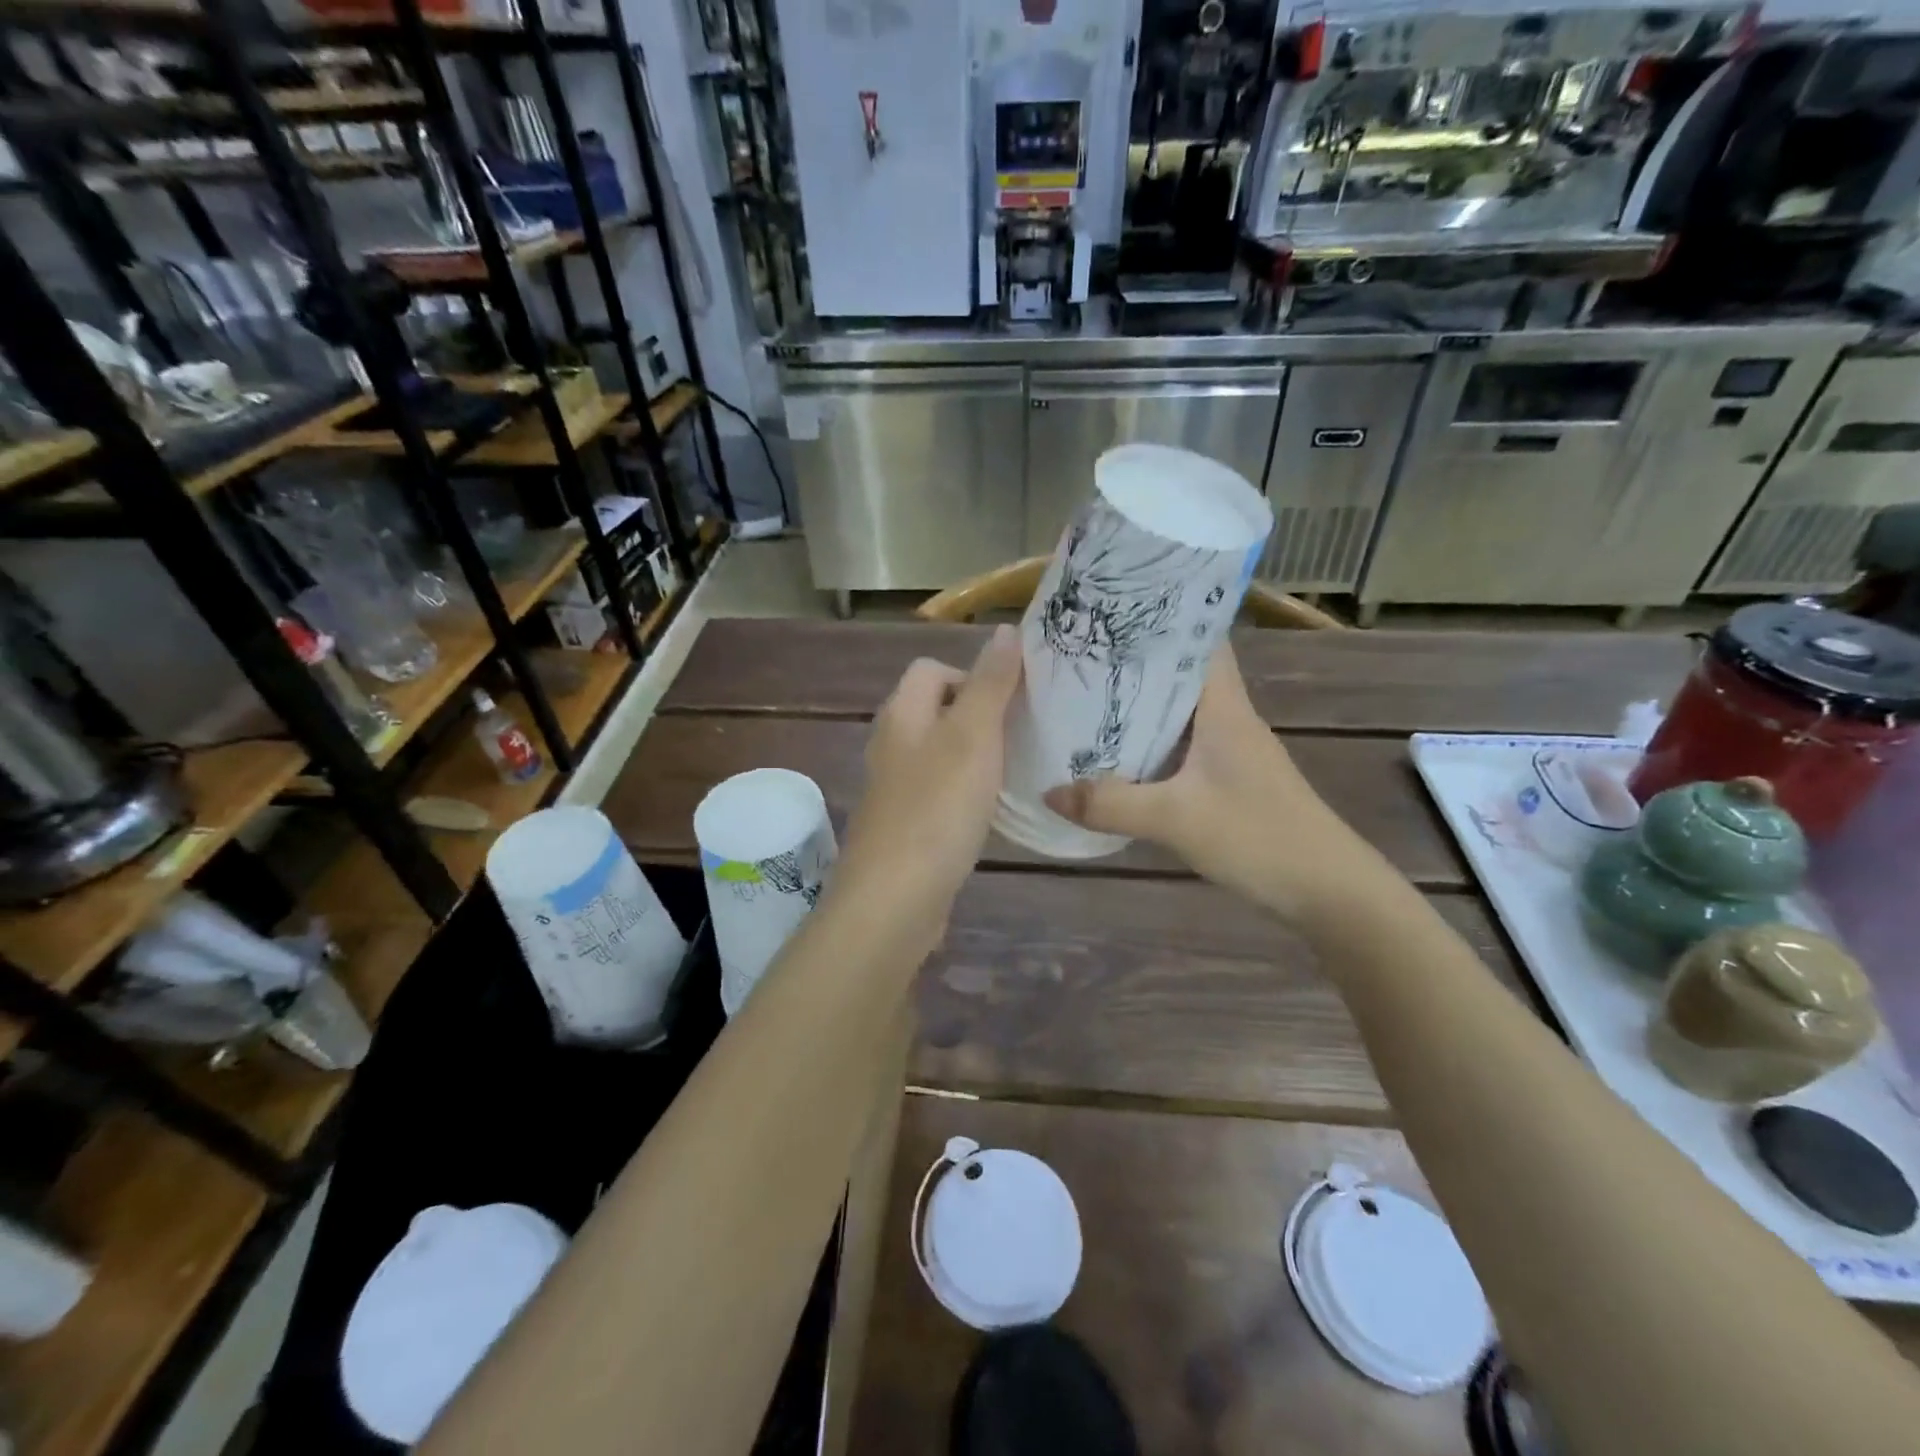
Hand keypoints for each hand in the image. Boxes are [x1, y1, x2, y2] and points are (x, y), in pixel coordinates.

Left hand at [832, 626, 1022, 945]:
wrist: (895, 898)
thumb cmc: (937, 807)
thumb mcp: (972, 736)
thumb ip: (990, 683)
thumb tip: (1006, 630)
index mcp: (901, 715)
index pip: (930, 669)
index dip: (971, 674)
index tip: (1009, 702)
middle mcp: (891, 745)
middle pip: (936, 710)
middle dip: (979, 716)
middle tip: (1020, 735)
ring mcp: (895, 789)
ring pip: (940, 753)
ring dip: (975, 755)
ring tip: (1013, 771)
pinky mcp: (906, 826)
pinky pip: (939, 792)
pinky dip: (965, 792)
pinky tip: (989, 812)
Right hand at [1043, 645, 1386, 926]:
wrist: (1327, 890)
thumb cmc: (1259, 837)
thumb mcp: (1175, 819)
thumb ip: (1110, 805)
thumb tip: (1048, 793)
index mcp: (1224, 707)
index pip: (1198, 638)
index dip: (1160, 617)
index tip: (1110, 610)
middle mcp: (1228, 717)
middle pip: (1179, 672)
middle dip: (1132, 661)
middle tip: (1077, 653)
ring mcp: (1230, 750)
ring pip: (1177, 711)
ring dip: (1138, 704)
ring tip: (1083, 696)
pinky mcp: (1227, 779)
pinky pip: (1179, 747)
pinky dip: (1147, 743)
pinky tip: (1114, 754)